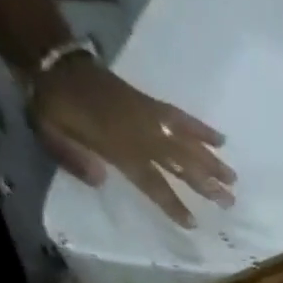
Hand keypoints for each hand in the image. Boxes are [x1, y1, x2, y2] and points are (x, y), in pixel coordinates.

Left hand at [31, 55, 235, 227]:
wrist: (53, 60)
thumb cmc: (52, 105)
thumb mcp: (49, 134)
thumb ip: (74, 159)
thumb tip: (102, 179)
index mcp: (117, 147)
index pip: (151, 181)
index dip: (172, 202)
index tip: (192, 222)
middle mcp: (140, 134)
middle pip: (179, 163)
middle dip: (206, 183)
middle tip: (230, 201)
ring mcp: (148, 116)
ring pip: (185, 142)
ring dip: (212, 161)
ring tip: (234, 179)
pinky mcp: (151, 103)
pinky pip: (180, 116)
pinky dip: (200, 128)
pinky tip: (221, 139)